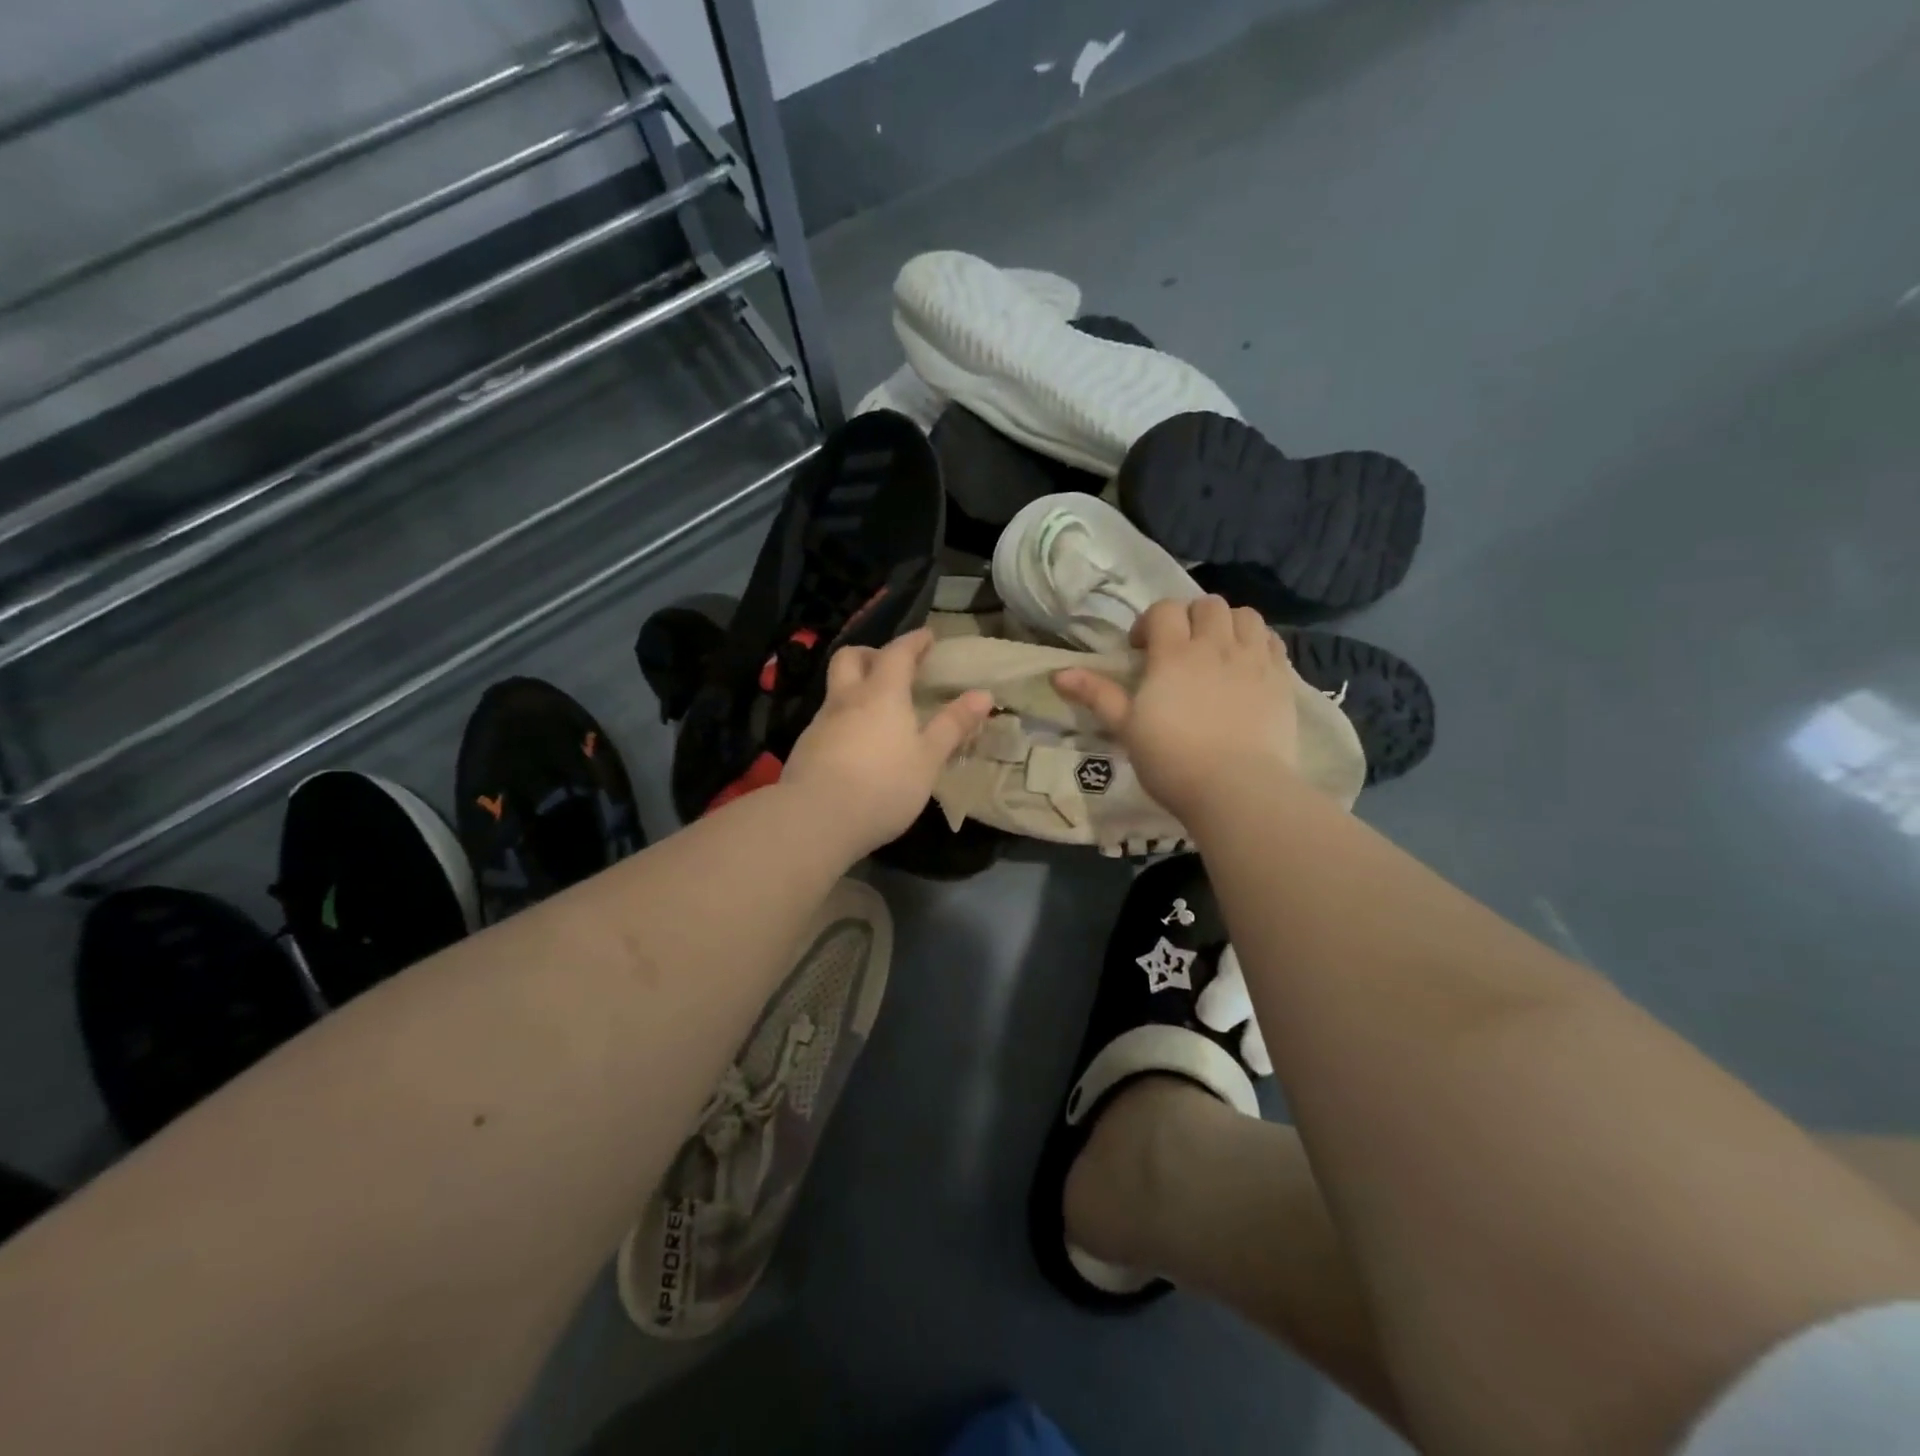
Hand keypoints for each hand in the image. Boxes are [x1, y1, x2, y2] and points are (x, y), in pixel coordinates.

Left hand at [782, 628, 992, 855]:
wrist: (816, 818)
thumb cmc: (884, 784)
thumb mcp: (928, 758)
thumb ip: (953, 725)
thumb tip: (983, 694)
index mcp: (882, 693)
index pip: (897, 653)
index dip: (913, 642)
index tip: (927, 636)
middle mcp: (847, 699)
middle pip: (850, 658)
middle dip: (872, 654)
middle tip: (891, 666)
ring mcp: (820, 723)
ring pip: (836, 691)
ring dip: (855, 690)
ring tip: (877, 714)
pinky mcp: (804, 749)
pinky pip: (827, 722)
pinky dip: (844, 722)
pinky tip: (856, 748)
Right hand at [1053, 596, 1298, 820]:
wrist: (1237, 789)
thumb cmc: (1172, 760)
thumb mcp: (1127, 728)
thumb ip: (1097, 695)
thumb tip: (1058, 673)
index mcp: (1174, 654)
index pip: (1164, 610)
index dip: (1149, 622)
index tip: (1141, 650)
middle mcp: (1216, 646)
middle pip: (1207, 605)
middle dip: (1190, 618)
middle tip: (1179, 649)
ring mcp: (1254, 660)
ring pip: (1245, 615)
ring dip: (1227, 624)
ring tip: (1217, 651)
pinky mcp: (1282, 679)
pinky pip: (1273, 641)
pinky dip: (1257, 643)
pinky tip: (1246, 666)